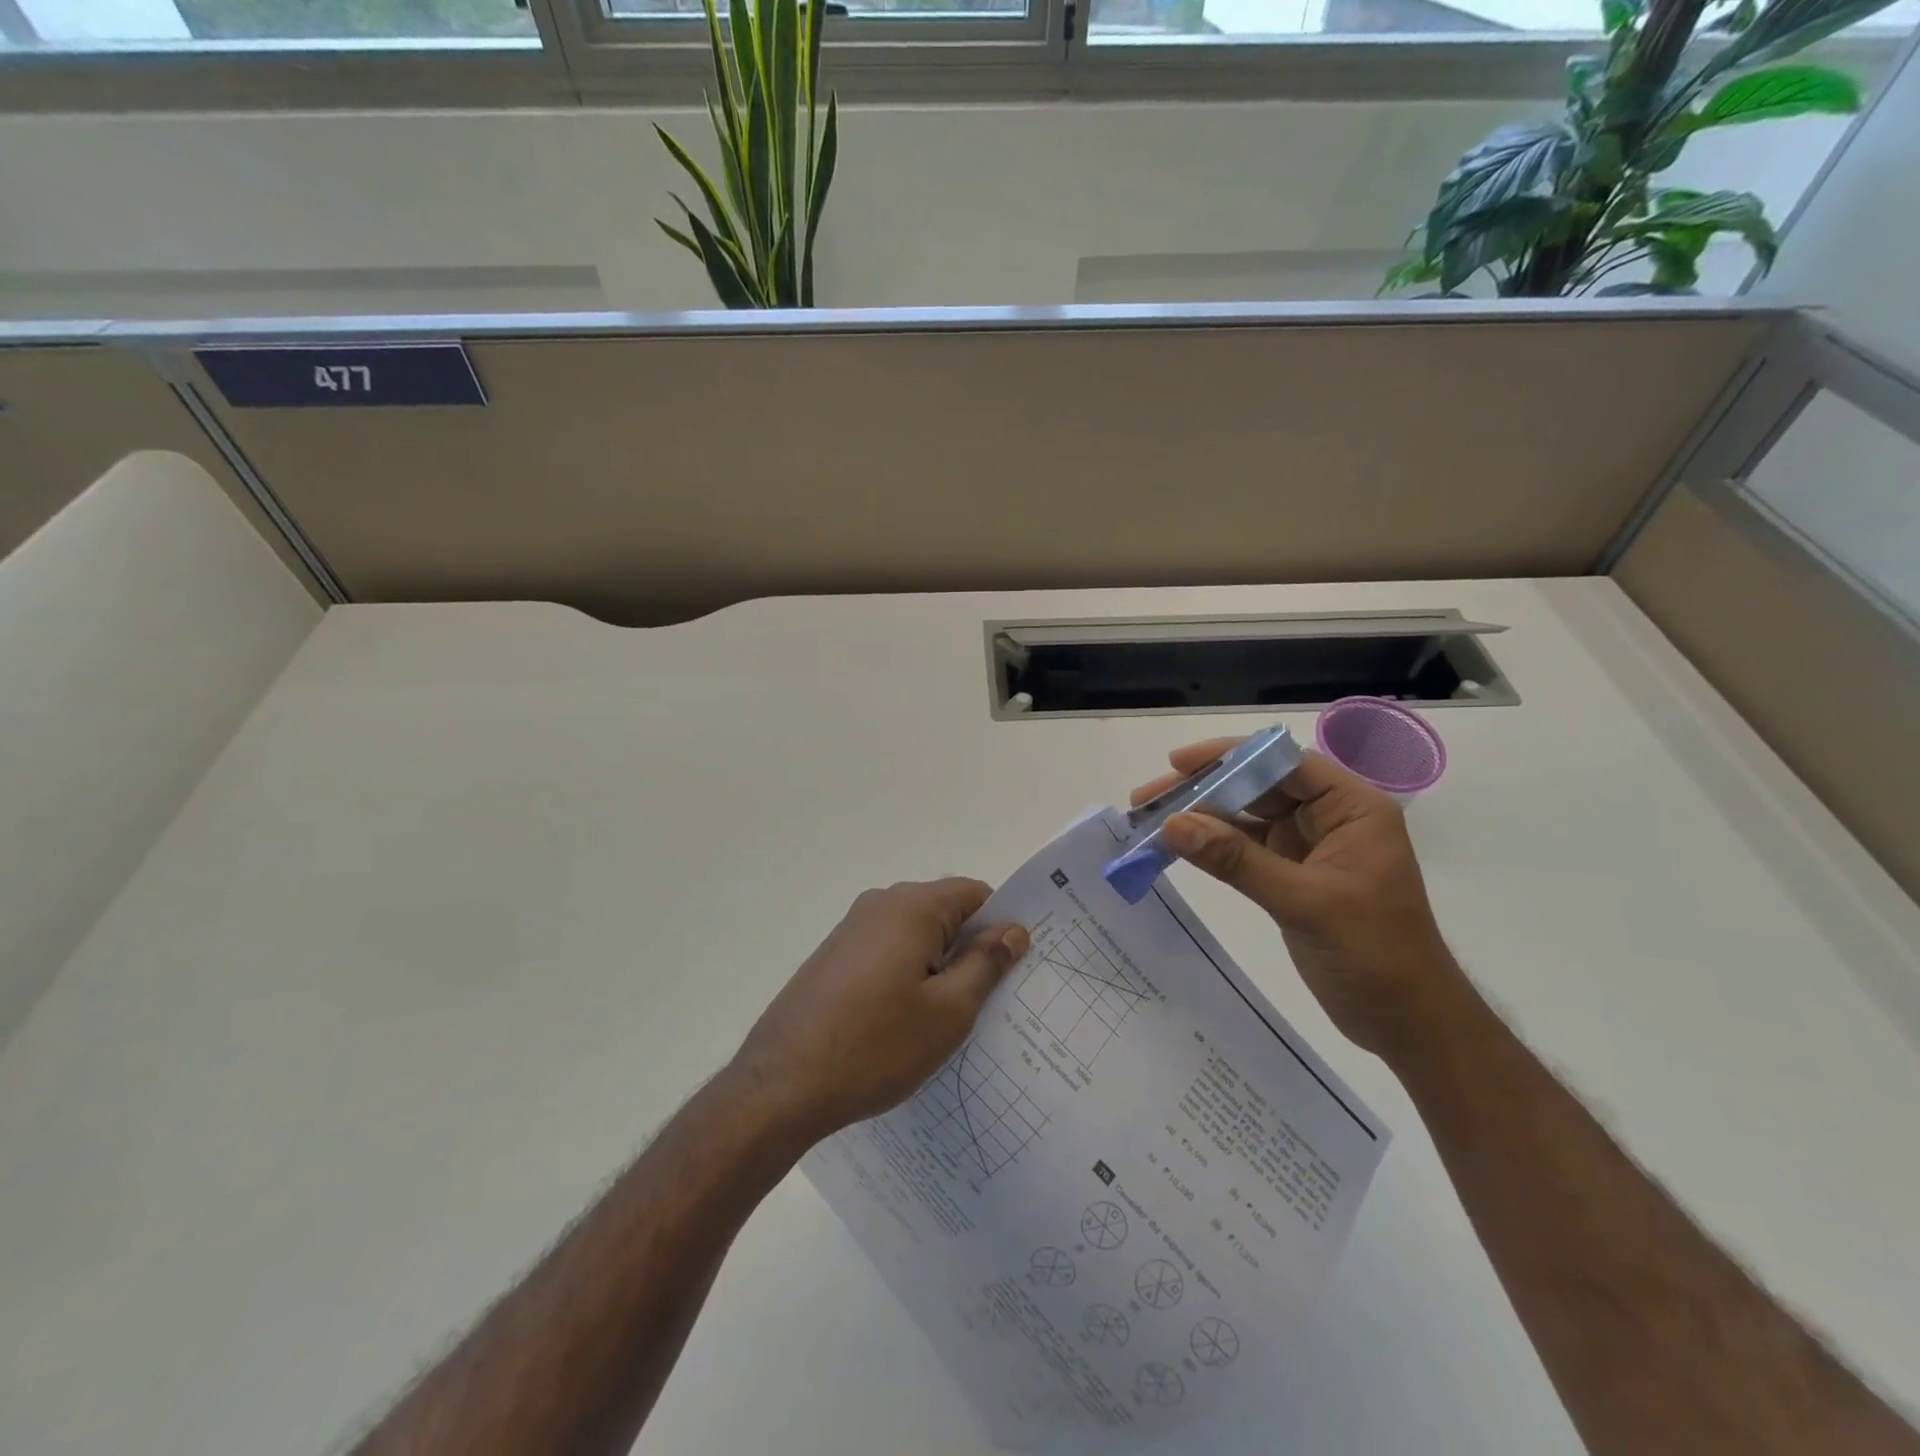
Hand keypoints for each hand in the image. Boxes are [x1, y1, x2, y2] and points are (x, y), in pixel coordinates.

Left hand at [729, 879, 1028, 1144]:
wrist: (781, 1085)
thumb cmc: (876, 1046)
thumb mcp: (949, 1011)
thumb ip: (986, 963)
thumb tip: (1013, 929)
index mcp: (912, 906)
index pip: (976, 894)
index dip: (1001, 926)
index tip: (1015, 968)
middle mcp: (880, 904)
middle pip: (945, 912)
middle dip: (971, 948)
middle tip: (991, 1000)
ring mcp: (852, 929)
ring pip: (916, 935)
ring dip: (939, 966)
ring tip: (950, 1018)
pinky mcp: (834, 956)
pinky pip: (888, 952)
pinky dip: (908, 975)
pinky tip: (907, 1022)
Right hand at [1132, 741, 1466, 1057]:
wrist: (1409, 1025)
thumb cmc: (1376, 956)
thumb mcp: (1304, 903)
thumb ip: (1236, 861)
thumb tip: (1171, 824)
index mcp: (1352, 807)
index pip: (1283, 762)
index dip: (1229, 756)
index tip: (1176, 763)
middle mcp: (1330, 817)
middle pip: (1258, 785)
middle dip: (1204, 788)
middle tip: (1148, 798)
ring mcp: (1309, 846)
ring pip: (1247, 816)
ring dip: (1202, 817)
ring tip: (1150, 819)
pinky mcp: (1293, 875)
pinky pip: (1245, 849)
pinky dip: (1212, 848)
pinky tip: (1177, 847)